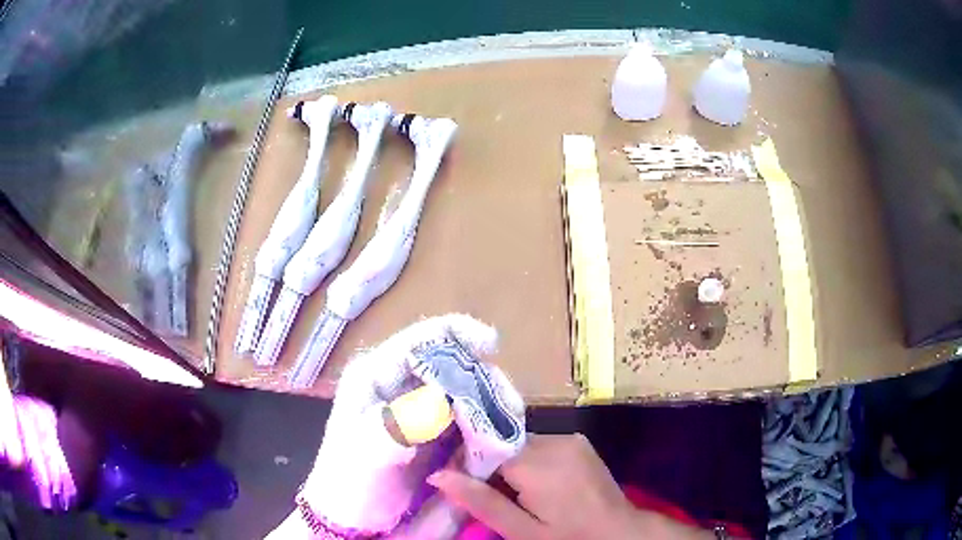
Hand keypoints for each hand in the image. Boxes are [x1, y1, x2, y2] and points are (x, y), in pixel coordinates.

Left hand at [266, 314, 525, 538]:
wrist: (352, 516)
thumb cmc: (349, 483)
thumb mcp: (363, 456)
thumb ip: (392, 429)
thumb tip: (438, 402)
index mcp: (376, 375)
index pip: (420, 339)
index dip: (458, 332)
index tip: (491, 346)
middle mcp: (400, 384)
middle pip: (453, 362)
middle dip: (484, 380)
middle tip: (507, 409)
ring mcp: (420, 408)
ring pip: (467, 390)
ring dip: (491, 406)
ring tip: (507, 430)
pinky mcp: (435, 431)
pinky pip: (470, 418)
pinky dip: (487, 427)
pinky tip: (496, 444)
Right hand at [428, 434, 712, 539]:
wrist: (620, 532)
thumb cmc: (568, 537)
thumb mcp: (521, 531)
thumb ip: (481, 501)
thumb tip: (438, 475)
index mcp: (537, 463)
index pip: (485, 446)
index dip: (469, 463)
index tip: (459, 481)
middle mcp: (554, 441)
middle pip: (504, 443)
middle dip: (490, 464)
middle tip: (488, 493)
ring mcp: (571, 439)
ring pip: (522, 443)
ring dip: (511, 463)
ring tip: (515, 493)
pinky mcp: (580, 442)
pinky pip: (542, 444)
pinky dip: (531, 460)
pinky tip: (537, 485)